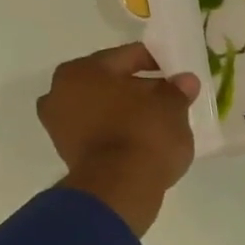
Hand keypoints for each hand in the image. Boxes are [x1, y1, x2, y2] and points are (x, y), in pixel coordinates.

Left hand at [38, 43, 201, 235]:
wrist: (120, 188)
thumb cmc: (144, 135)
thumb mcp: (172, 108)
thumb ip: (177, 90)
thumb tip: (185, 81)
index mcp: (83, 70)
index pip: (127, 56)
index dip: (157, 61)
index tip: (177, 71)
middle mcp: (61, 91)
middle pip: (110, 82)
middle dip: (139, 88)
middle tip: (169, 98)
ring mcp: (60, 124)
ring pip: (103, 108)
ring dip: (127, 111)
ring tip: (158, 121)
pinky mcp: (68, 153)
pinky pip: (100, 132)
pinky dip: (119, 132)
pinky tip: (143, 139)